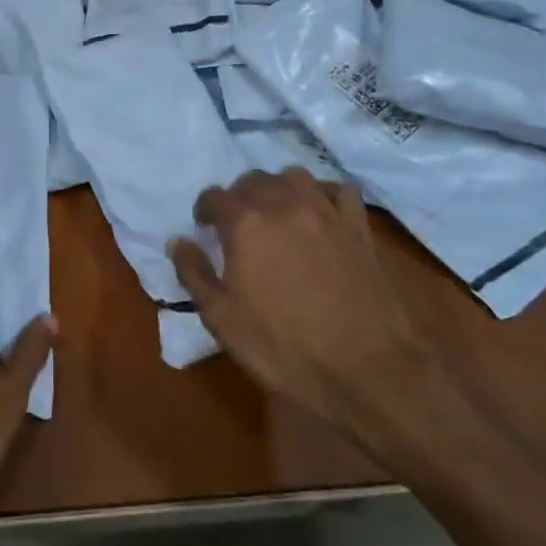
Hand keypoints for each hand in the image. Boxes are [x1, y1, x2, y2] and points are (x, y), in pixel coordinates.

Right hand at [168, 170, 434, 435]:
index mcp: (245, 223)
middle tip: (237, 224)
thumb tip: (178, 242)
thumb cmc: (284, 347)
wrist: (367, 369)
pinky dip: (325, 194)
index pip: (214, 196)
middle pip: (253, 179)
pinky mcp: (359, 227)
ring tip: (276, 214)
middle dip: (239, 196)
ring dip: (279, 188)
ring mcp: (325, 212)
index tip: (203, 228)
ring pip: (295, 176)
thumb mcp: (222, 319)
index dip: (204, 210)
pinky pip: (340, 190)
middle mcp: (283, 204)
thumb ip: (194, 273)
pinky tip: (321, 214)